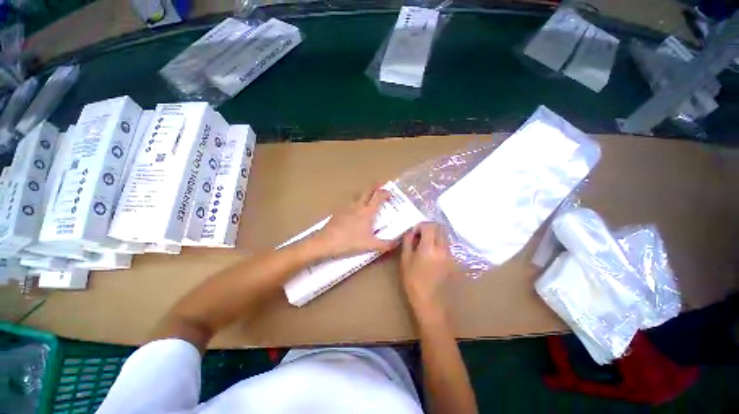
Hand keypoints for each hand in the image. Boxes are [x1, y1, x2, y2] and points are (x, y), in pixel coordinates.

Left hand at [312, 185, 396, 257]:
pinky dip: (354, 204)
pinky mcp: (337, 212)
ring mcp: (346, 208)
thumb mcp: (370, 245)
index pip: (378, 197)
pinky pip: (348, 204)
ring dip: (364, 194)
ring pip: (357, 196)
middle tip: (380, 183)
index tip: (390, 192)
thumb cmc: (350, 242)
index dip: (385, 193)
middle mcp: (357, 206)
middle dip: (374, 186)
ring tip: (367, 196)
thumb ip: (385, 244)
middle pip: (367, 191)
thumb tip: (397, 243)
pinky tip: (353, 211)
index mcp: (367, 212)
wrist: (327, 241)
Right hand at [400, 223, 457, 322]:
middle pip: (440, 228)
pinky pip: (447, 245)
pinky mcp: (453, 259)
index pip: (429, 226)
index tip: (414, 232)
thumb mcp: (405, 261)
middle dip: (430, 228)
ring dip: (436, 234)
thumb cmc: (413, 282)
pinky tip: (433, 252)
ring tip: (427, 243)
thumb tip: (412, 232)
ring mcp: (450, 254)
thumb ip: (408, 243)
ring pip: (445, 235)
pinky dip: (441, 243)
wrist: (429, 299)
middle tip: (421, 235)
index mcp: (429, 248)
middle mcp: (442, 248)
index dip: (421, 225)